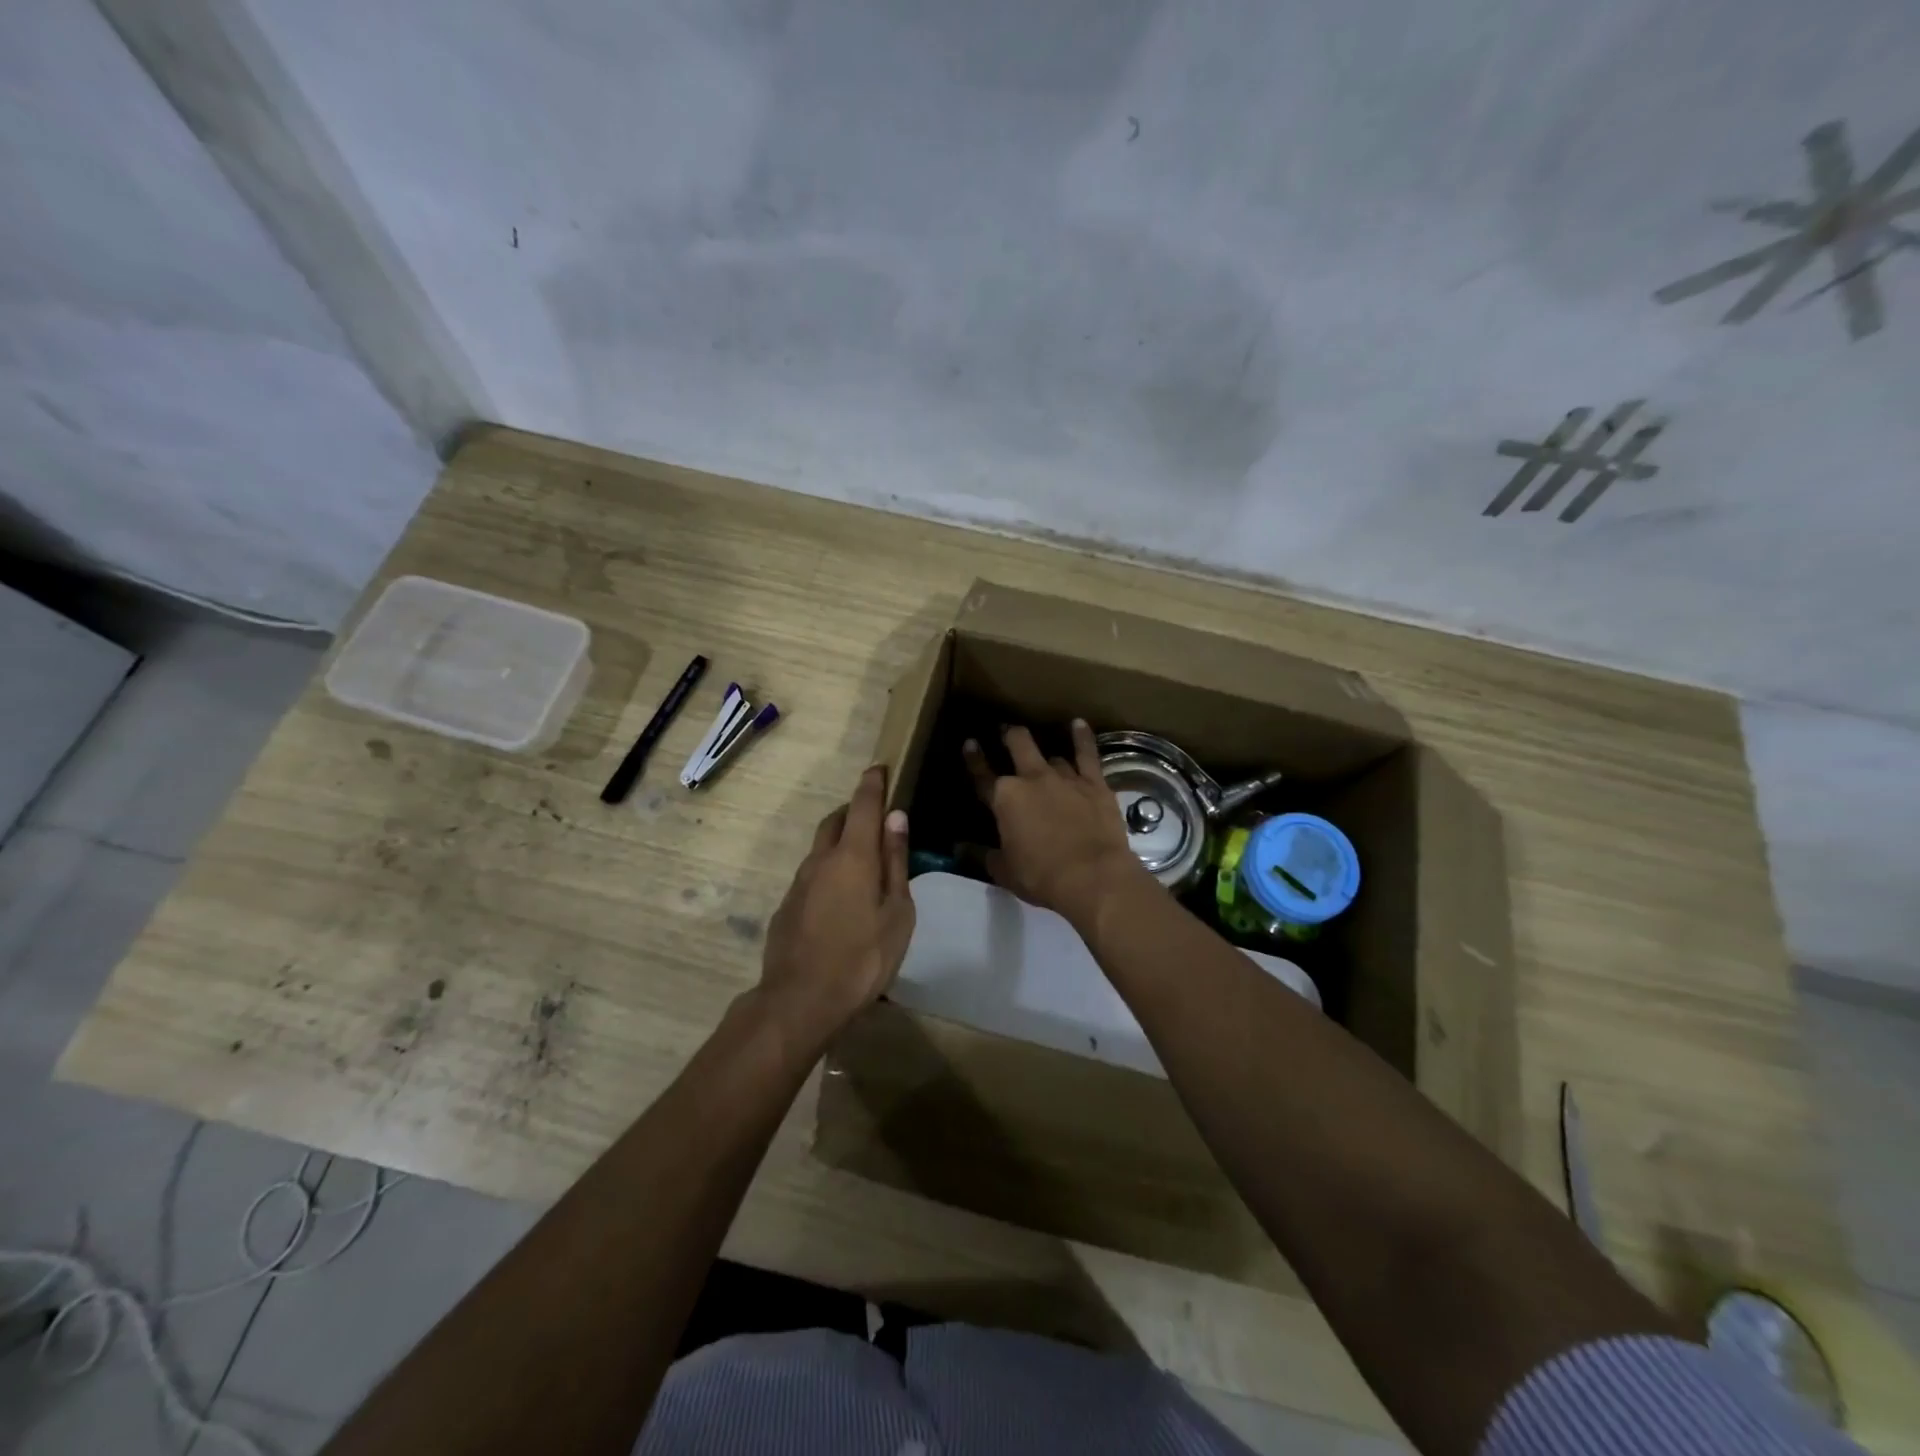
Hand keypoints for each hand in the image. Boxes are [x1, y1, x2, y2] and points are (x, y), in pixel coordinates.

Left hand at [756, 765, 914, 1052]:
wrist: (800, 1001)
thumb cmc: (863, 957)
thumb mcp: (897, 912)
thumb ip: (895, 862)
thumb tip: (896, 818)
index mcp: (853, 856)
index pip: (863, 804)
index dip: (872, 783)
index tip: (879, 767)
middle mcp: (821, 860)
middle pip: (836, 821)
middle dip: (854, 811)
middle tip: (874, 818)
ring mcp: (799, 883)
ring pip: (821, 848)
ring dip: (840, 842)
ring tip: (861, 861)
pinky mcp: (786, 907)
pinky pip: (811, 875)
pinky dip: (828, 872)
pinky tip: (839, 900)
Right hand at [964, 721, 1146, 926]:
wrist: (1092, 876)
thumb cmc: (1041, 877)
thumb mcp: (1004, 871)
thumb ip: (982, 855)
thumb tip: (960, 848)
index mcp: (1004, 799)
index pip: (982, 775)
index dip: (974, 759)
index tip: (969, 743)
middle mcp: (1032, 779)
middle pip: (1018, 745)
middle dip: (1009, 735)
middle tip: (1006, 731)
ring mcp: (1065, 777)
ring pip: (1051, 754)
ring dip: (1044, 753)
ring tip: (1042, 751)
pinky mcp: (1094, 782)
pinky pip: (1087, 753)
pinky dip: (1082, 737)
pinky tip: (1079, 724)